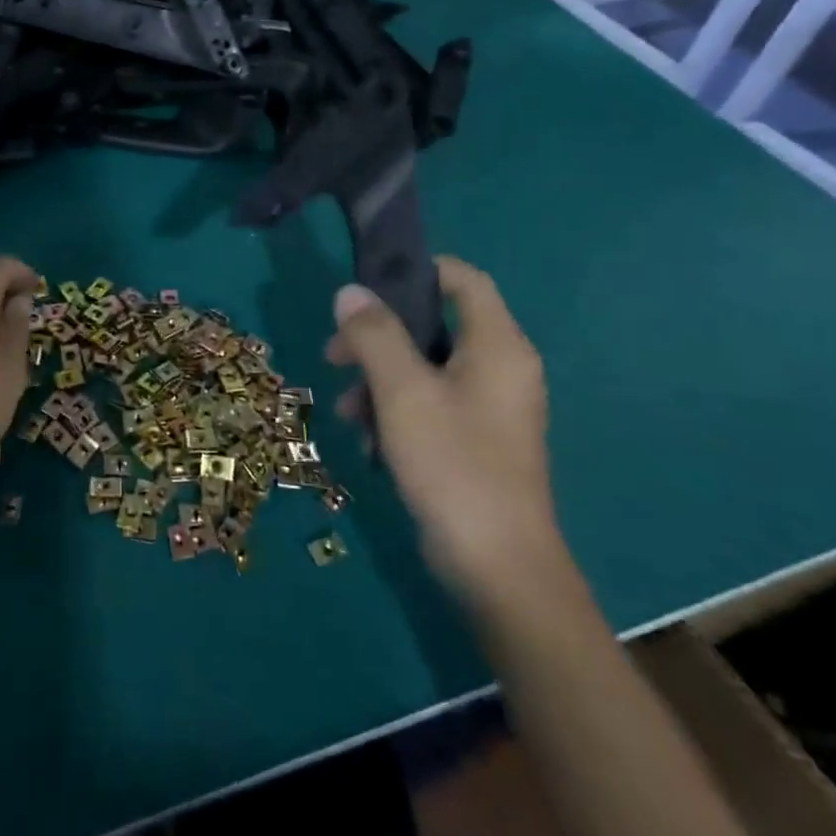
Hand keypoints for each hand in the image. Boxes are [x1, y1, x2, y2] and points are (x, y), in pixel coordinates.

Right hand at [326, 256, 557, 599]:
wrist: (497, 566)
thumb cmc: (453, 464)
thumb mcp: (402, 392)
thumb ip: (374, 335)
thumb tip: (349, 291)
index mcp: (497, 347)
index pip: (465, 280)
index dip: (419, 270)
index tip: (368, 284)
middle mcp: (500, 369)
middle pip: (433, 325)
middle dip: (378, 337)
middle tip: (335, 355)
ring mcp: (489, 408)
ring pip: (424, 369)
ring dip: (378, 380)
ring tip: (347, 410)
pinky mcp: (475, 440)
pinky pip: (429, 405)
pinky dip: (395, 411)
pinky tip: (369, 440)